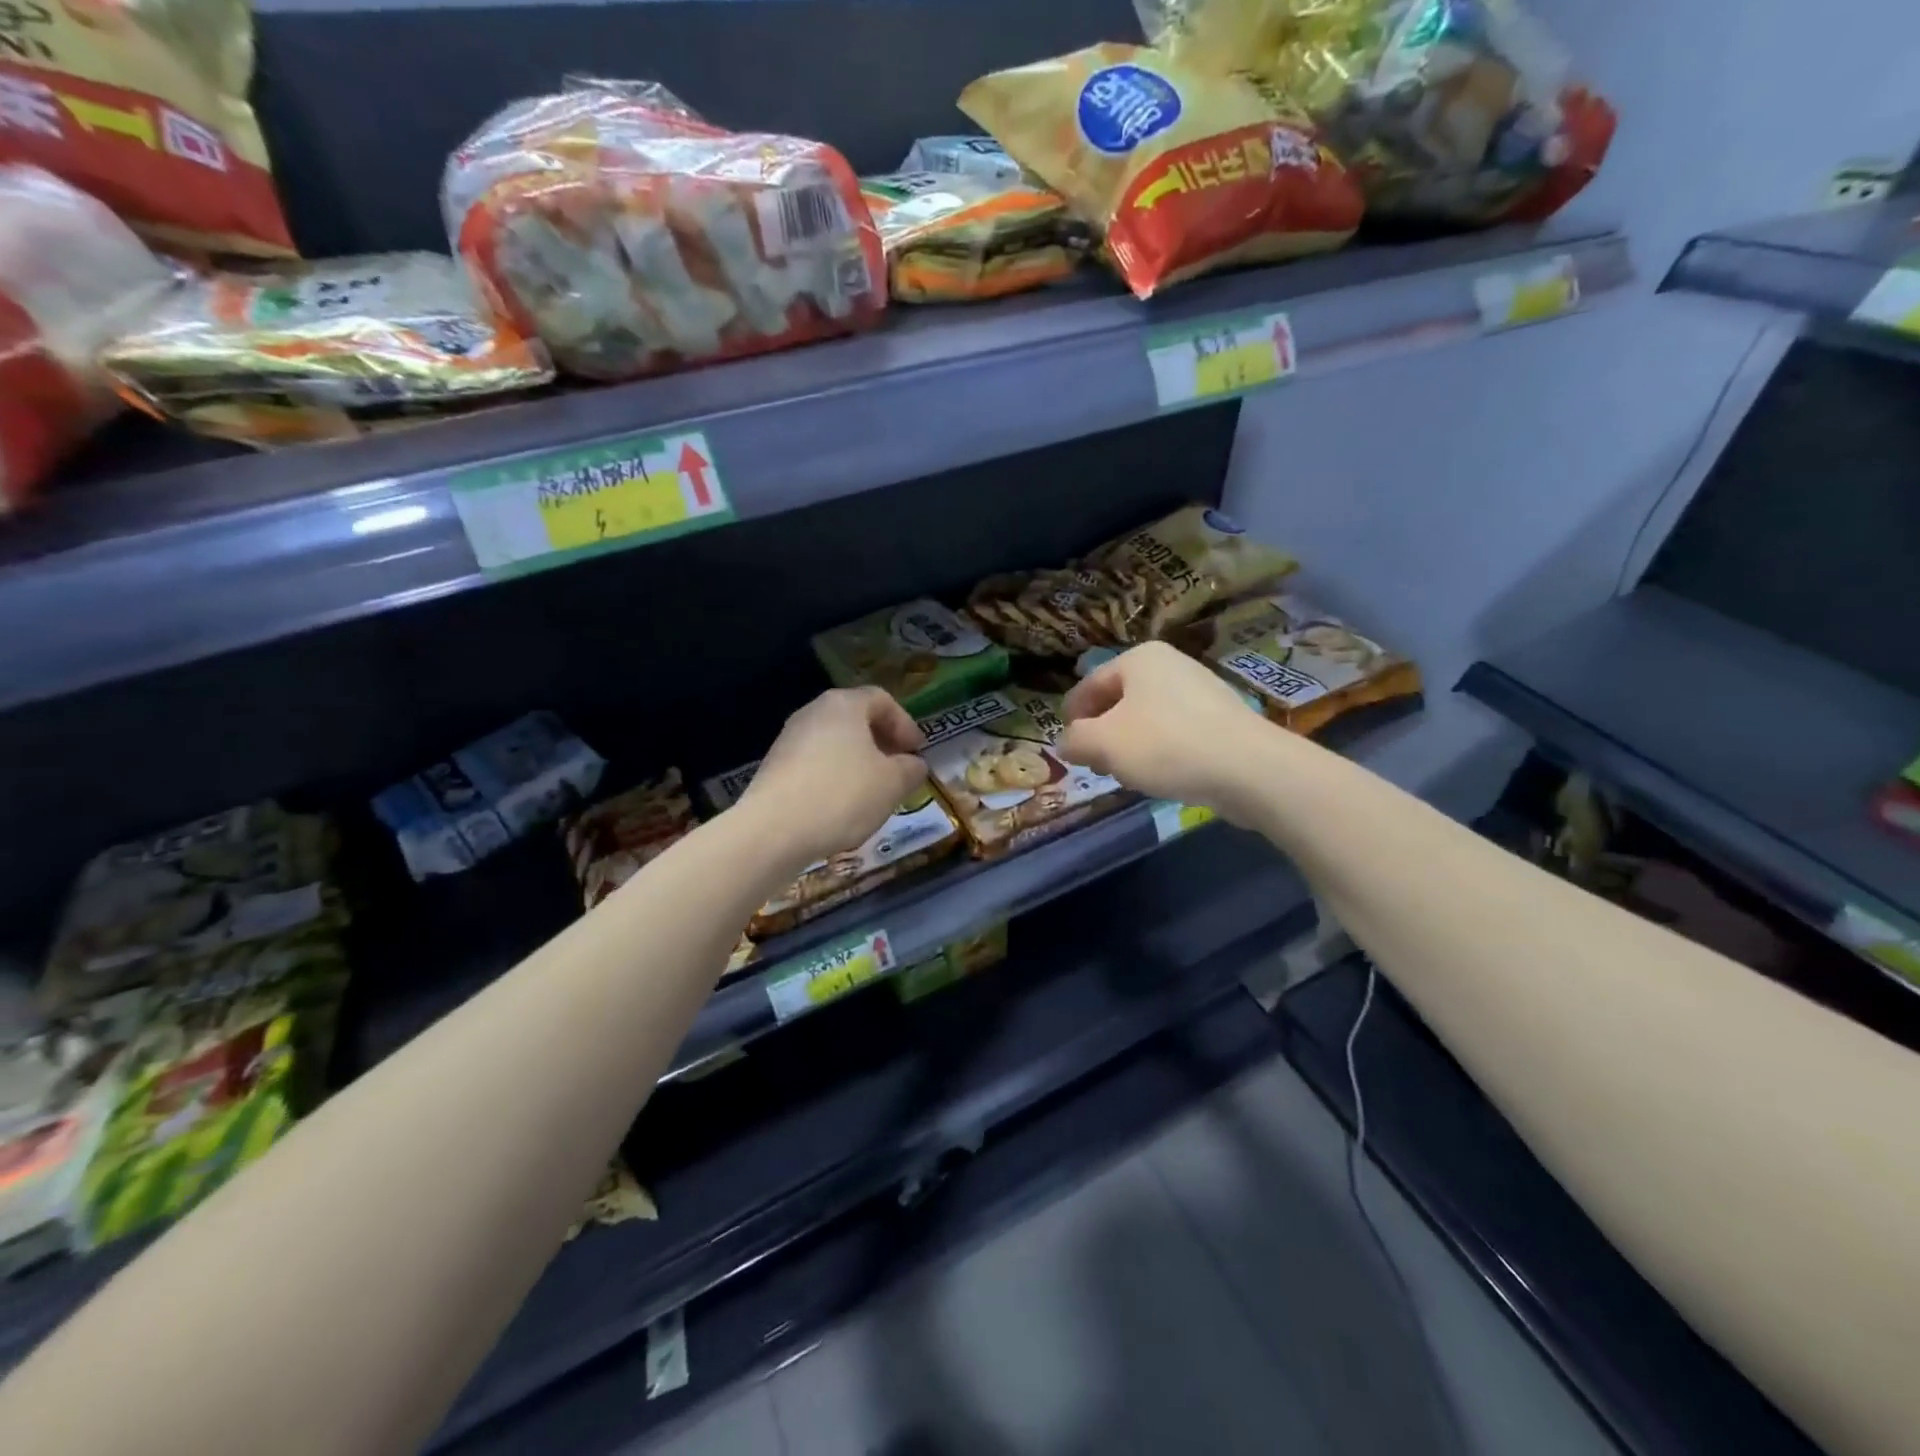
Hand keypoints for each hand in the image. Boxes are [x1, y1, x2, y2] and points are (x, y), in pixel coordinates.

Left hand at [739, 687, 929, 870]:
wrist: (773, 830)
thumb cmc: (843, 795)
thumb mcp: (892, 783)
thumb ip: (911, 769)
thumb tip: (913, 764)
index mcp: (844, 704)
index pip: (882, 700)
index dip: (905, 724)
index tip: (917, 752)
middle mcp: (813, 712)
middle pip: (856, 719)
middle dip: (882, 743)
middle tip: (899, 770)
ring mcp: (789, 739)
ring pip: (835, 743)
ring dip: (859, 763)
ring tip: (873, 792)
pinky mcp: (774, 767)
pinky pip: (815, 764)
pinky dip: (835, 778)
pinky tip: (842, 806)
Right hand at [1058, 642, 1265, 816]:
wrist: (1248, 768)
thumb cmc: (1165, 745)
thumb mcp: (1103, 743)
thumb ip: (1075, 740)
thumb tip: (1067, 743)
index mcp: (1139, 658)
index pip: (1089, 684)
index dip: (1071, 716)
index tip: (1066, 745)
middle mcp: (1171, 664)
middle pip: (1119, 700)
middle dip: (1102, 733)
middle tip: (1094, 764)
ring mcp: (1200, 690)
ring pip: (1147, 718)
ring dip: (1129, 744)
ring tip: (1126, 774)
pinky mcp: (1221, 719)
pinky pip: (1176, 732)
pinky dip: (1160, 750)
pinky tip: (1161, 775)